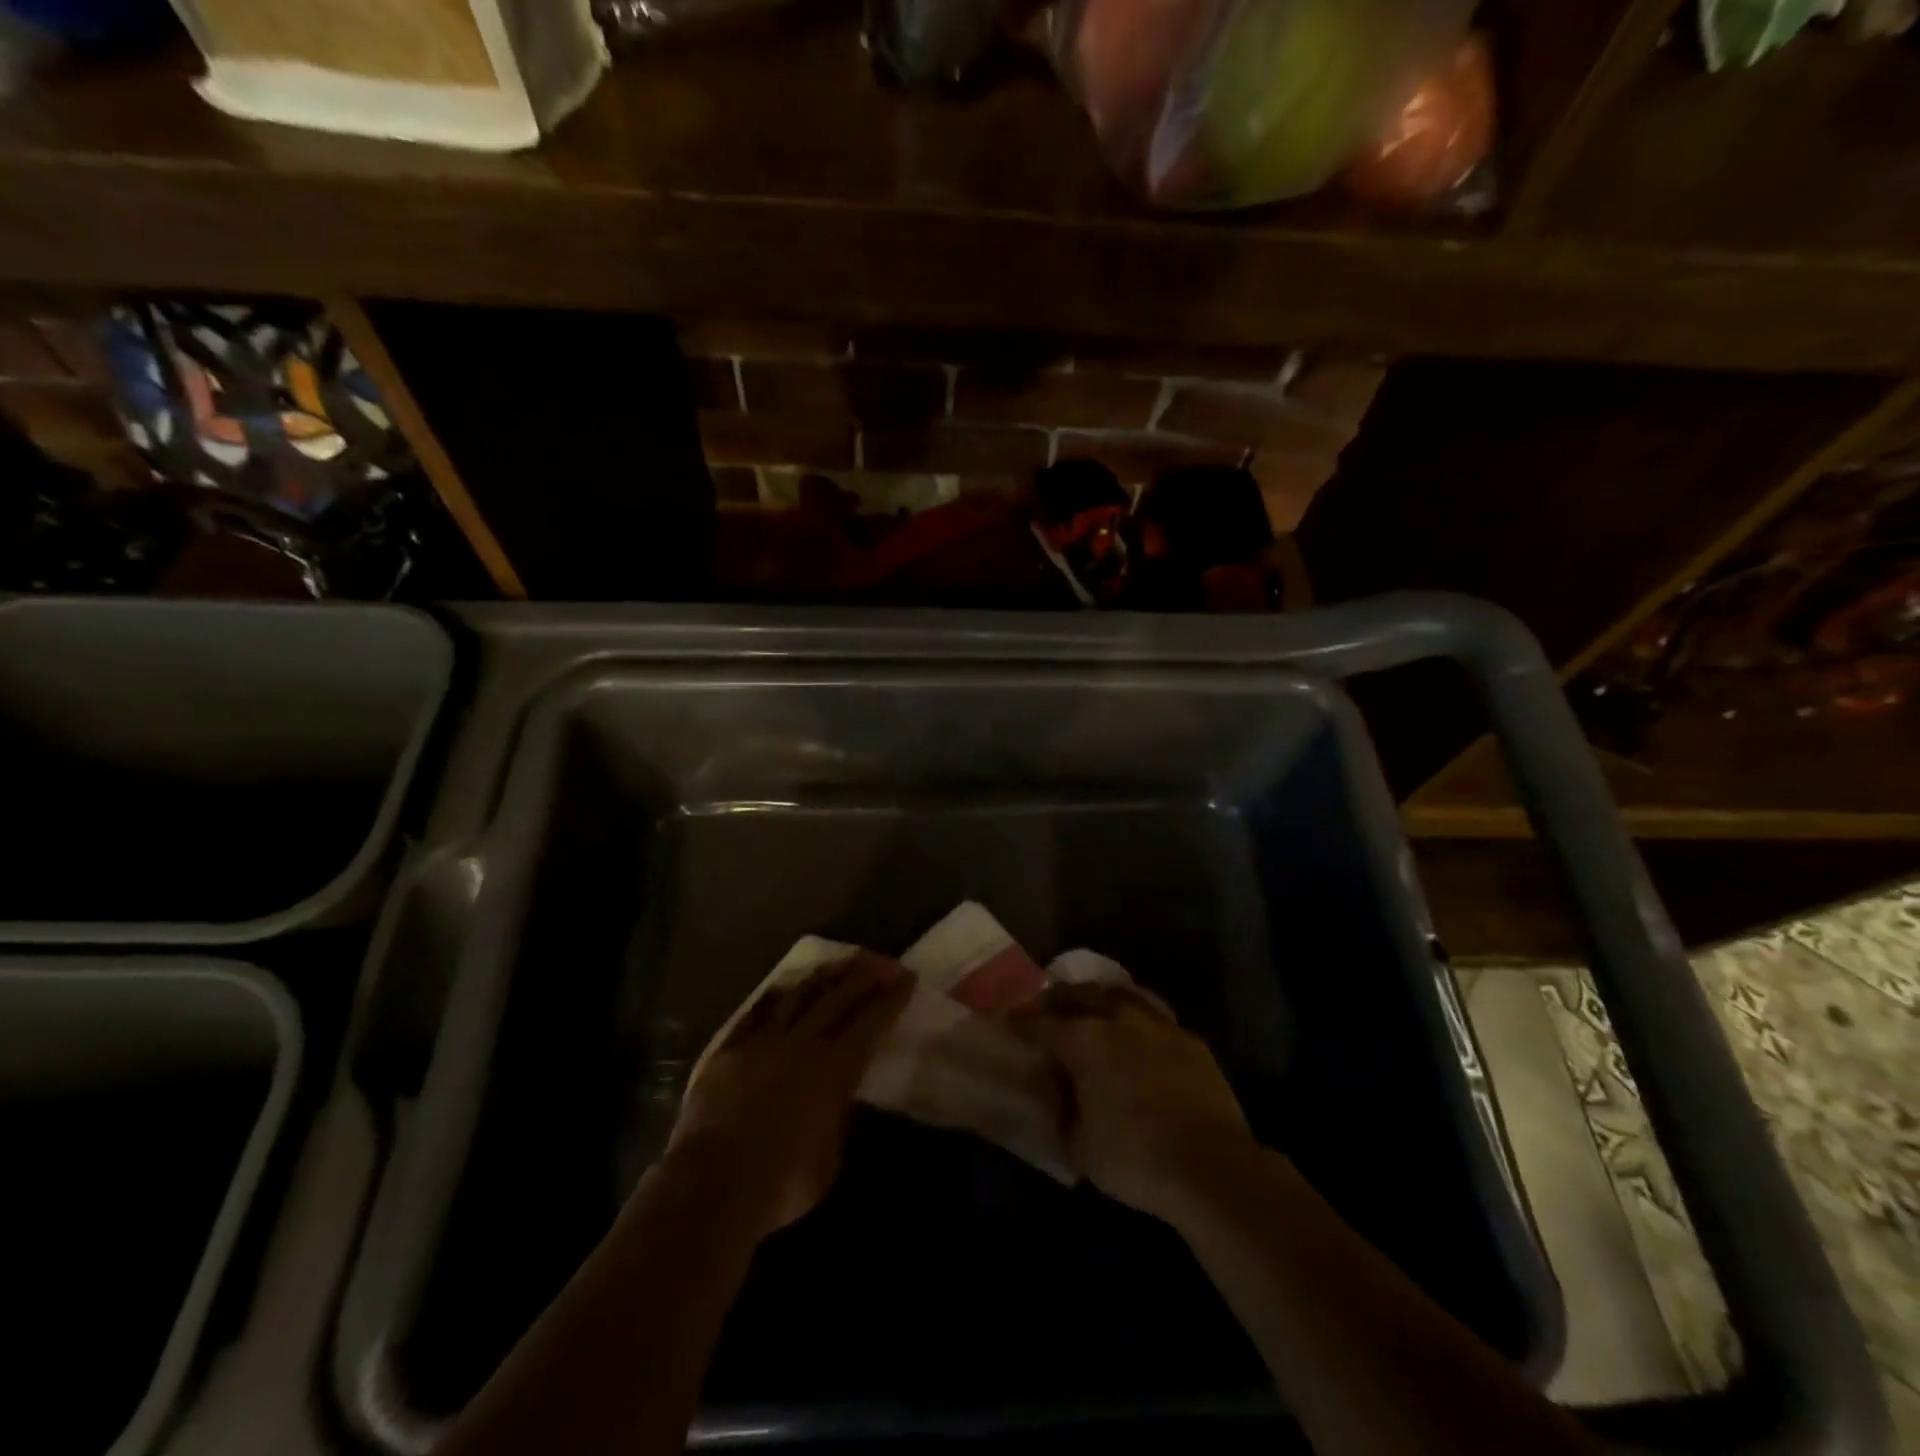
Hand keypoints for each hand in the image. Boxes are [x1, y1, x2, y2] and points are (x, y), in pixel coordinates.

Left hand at [665, 953, 912, 1238]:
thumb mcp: (830, 1155)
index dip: (891, 997)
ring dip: (822, 976)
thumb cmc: (783, 1182)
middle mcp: (803, 1043)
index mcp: (835, 1067)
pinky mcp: (728, 1048)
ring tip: (838, 962)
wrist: (713, 1184)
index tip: (906, 976)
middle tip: (880, 959)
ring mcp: (762, 1041)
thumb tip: (840, 1097)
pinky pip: (755, 1011)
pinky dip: (774, 996)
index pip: (871, 1021)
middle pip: (838, 997)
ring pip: (798, 995)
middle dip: (863, 975)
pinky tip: (782, 987)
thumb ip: (837, 1115)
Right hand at [1012, 983, 1253, 1224]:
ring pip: (1122, 995)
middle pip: (1080, 994)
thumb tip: (1049, 1084)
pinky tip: (1138, 1035)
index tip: (1006, 1020)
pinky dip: (1138, 1020)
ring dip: (1100, 999)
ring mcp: (1158, 1026)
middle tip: (1046, 1008)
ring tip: (1092, 1009)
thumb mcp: (1078, 1143)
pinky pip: (1156, 1017)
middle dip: (1058, 998)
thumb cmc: (1134, 1158)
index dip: (1020, 1021)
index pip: (1041, 1023)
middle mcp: (1119, 1021)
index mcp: (1085, 1041)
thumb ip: (1058, 1107)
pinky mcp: (1190, 1041)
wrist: (1211, 1167)